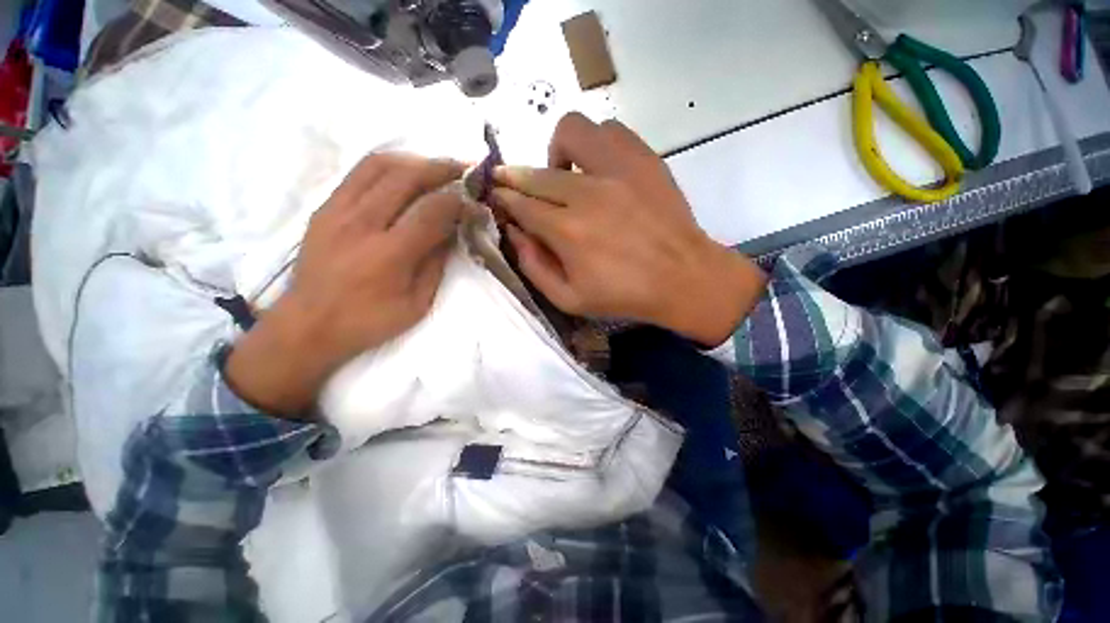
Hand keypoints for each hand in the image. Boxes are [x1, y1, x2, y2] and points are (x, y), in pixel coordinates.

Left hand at [226, 154, 466, 415]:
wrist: (307, 326)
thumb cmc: (368, 322)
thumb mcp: (417, 304)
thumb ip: (436, 265)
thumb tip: (452, 232)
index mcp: (389, 254)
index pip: (432, 211)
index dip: (459, 202)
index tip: (475, 202)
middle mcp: (362, 224)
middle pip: (405, 177)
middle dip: (440, 168)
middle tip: (463, 169)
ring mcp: (337, 211)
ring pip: (378, 165)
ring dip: (413, 161)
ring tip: (434, 168)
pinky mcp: (324, 209)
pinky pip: (358, 174)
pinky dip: (387, 167)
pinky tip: (402, 176)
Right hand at [492, 113, 766, 345]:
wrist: (682, 278)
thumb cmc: (624, 295)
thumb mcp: (569, 299)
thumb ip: (534, 266)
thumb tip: (514, 232)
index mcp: (567, 232)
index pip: (520, 203)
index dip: (503, 198)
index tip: (497, 197)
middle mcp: (587, 193)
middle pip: (536, 173)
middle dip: (514, 178)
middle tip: (515, 187)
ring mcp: (618, 169)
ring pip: (570, 132)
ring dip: (557, 153)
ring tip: (565, 177)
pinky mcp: (644, 159)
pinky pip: (609, 130)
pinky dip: (594, 144)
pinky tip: (597, 168)